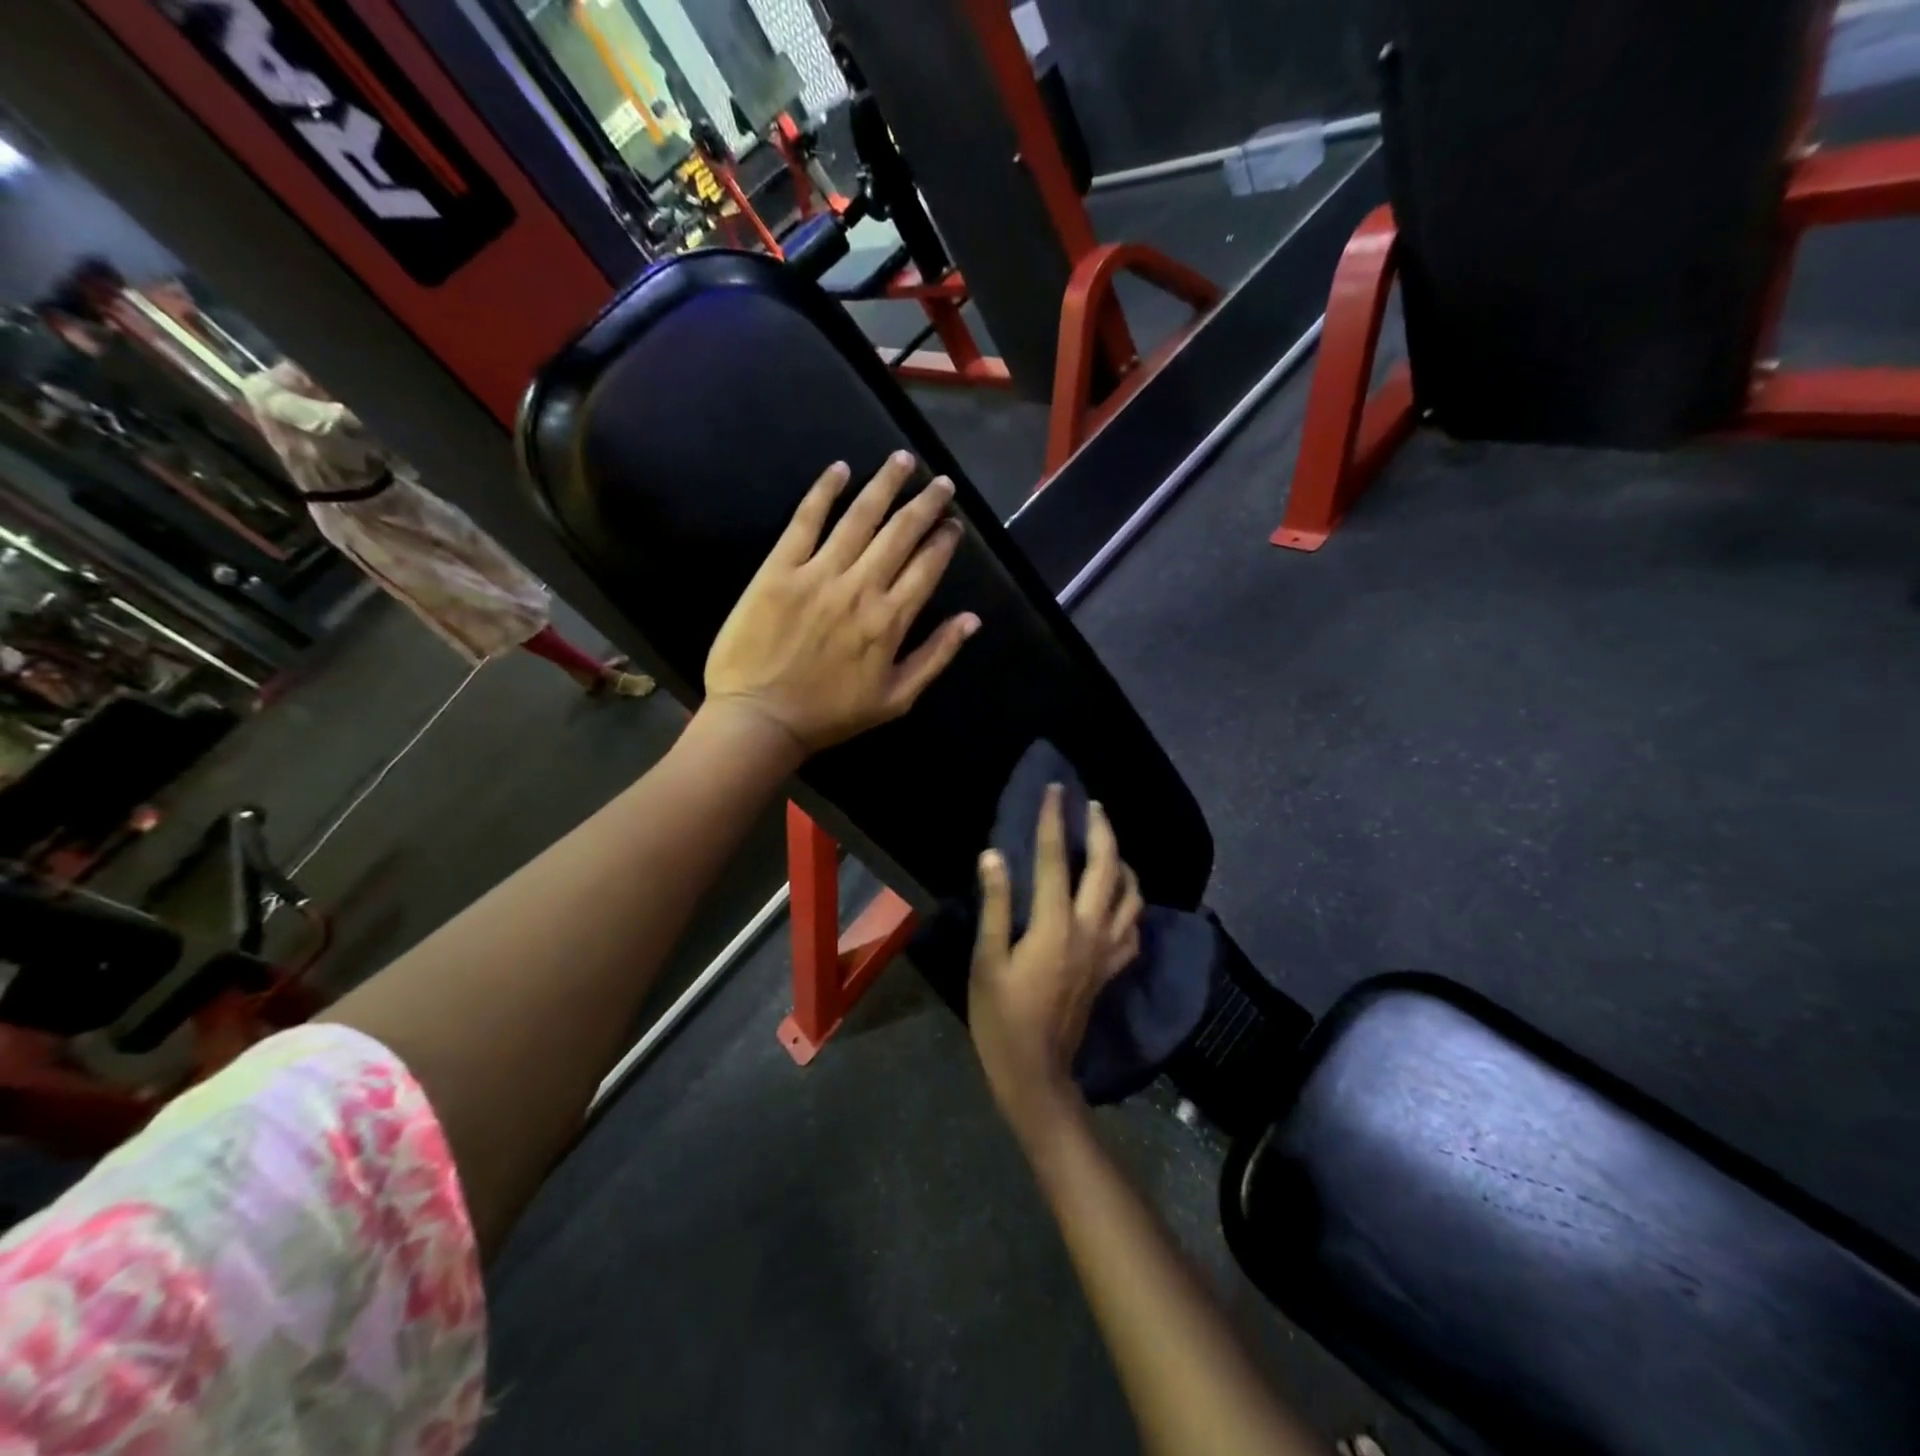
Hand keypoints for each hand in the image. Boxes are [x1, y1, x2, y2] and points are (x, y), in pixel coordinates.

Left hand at [705, 453, 980, 754]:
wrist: (760, 719)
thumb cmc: (830, 715)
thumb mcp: (896, 699)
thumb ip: (936, 656)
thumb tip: (971, 620)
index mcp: (891, 620)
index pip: (927, 567)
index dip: (944, 541)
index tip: (954, 524)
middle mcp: (861, 587)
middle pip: (901, 533)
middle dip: (926, 504)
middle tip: (942, 483)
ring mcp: (819, 573)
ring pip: (860, 517)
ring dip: (885, 485)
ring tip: (903, 460)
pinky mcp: (779, 569)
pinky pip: (805, 520)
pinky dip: (824, 491)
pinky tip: (840, 469)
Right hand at [969, 786, 1144, 1134]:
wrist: (1037, 1071)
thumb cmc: (1002, 1015)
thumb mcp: (987, 960)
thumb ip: (996, 905)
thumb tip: (994, 855)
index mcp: (1055, 925)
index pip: (1057, 860)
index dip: (1055, 821)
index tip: (1056, 791)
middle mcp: (1090, 931)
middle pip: (1108, 868)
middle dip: (1102, 830)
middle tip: (1092, 805)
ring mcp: (1107, 951)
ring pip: (1131, 895)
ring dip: (1123, 862)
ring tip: (1109, 845)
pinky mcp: (1113, 969)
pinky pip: (1134, 928)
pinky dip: (1132, 903)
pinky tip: (1120, 898)